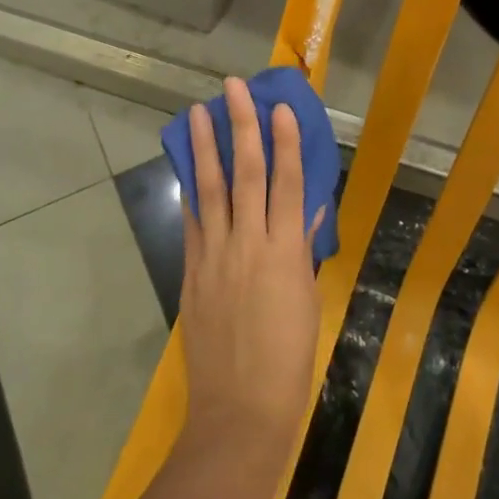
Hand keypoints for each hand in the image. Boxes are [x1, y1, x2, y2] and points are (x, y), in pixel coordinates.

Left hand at [176, 78, 321, 469]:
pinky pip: (193, 221)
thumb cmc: (291, 360)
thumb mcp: (309, 301)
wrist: (241, 410)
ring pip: (210, 188)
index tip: (280, 107)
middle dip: (241, 126)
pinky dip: (192, 190)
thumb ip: (305, 251)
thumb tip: (309, 212)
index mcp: (287, 251)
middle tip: (233, 88)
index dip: (285, 141)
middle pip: (246, 173)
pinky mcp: (191, 271)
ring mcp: (215, 255)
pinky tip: (188, 166)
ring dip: (205, 146)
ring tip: (199, 111)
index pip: (288, 182)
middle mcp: (249, 242)